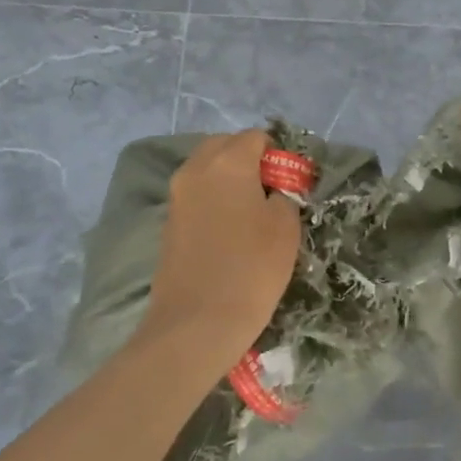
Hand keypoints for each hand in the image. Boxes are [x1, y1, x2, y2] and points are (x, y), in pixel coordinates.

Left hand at [136, 131, 299, 368]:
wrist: (197, 323)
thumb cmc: (251, 269)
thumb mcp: (286, 228)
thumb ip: (284, 196)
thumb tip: (275, 191)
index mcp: (228, 162)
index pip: (256, 137)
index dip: (278, 155)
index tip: (291, 184)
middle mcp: (196, 170)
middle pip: (225, 146)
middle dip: (249, 160)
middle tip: (271, 193)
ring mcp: (177, 196)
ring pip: (207, 170)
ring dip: (229, 180)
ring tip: (252, 213)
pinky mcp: (168, 222)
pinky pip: (196, 195)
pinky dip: (213, 200)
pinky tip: (230, 231)